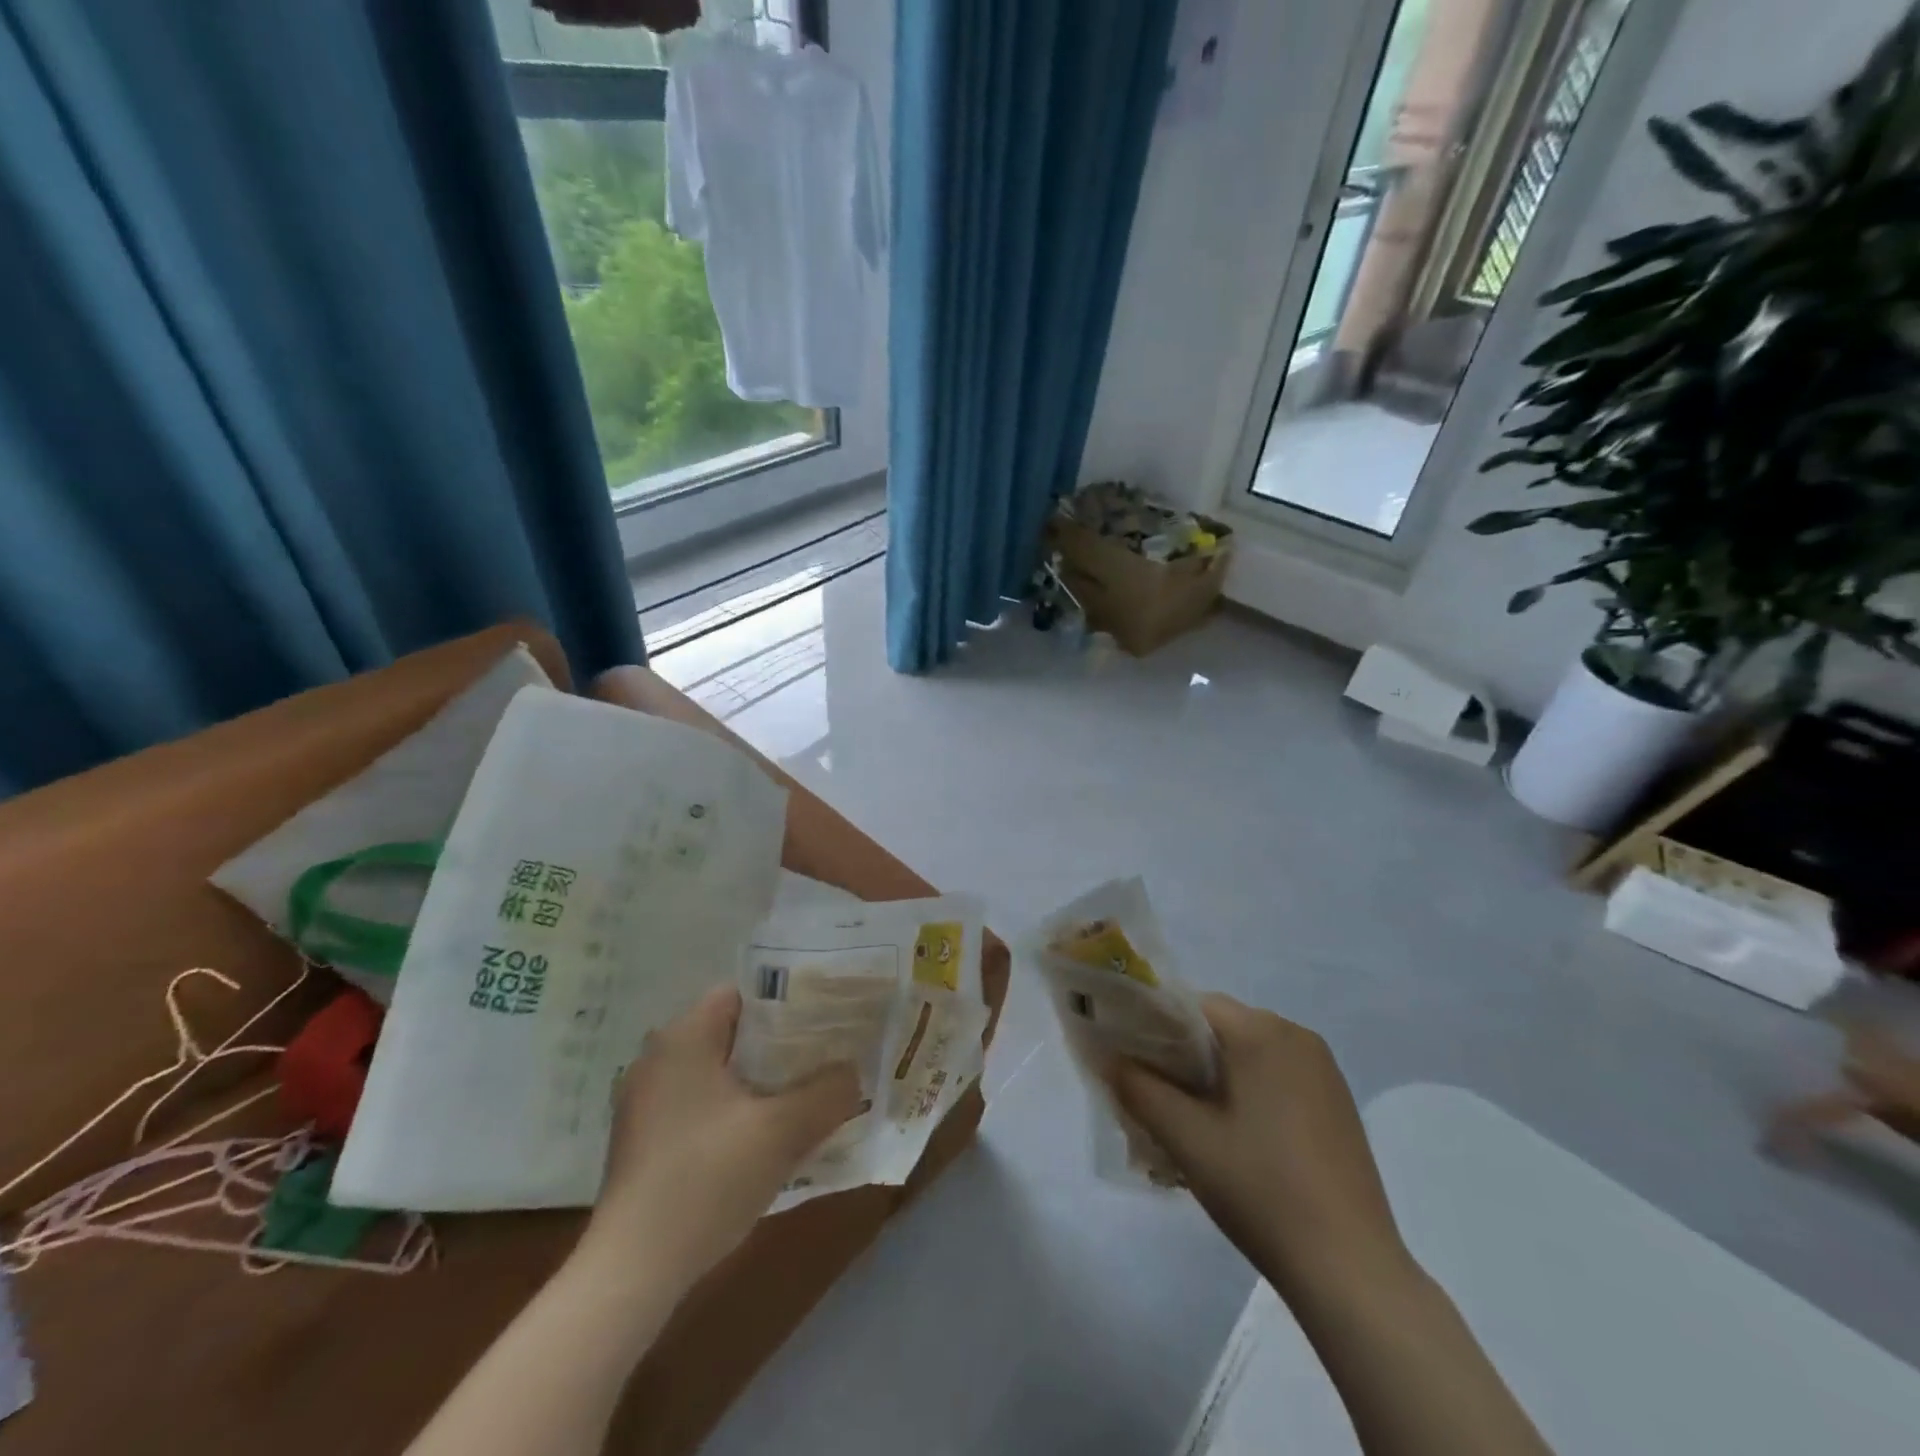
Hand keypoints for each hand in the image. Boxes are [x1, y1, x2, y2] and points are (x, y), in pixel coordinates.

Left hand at [578, 987, 861, 1291]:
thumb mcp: (783, 1132)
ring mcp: (645, 1103)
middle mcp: (658, 1059)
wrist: (631, 1273)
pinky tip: (761, 1142)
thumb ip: (828, 1092)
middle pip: (732, 1034)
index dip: (787, 1003)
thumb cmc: (707, 1179)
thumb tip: (852, 1073)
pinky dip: (732, 1112)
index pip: (742, 994)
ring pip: (717, 1074)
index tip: (824, 1023)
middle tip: (823, 1060)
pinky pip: (700, 1106)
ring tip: (802, 1099)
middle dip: (779, 1047)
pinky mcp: (643, 1142)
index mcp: (683, 1038)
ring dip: (758, 1084)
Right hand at [1109, 994, 1411, 1303]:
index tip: (1131, 1061)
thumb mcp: (1186, 1139)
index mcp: (1262, 1031)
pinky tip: (1236, 1138)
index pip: (1192, 1005)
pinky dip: (1247, 1091)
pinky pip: (1276, 1076)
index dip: (1154, 1026)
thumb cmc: (1261, 1191)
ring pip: (1248, 1053)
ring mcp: (1323, 1070)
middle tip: (1155, 1098)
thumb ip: (1138, 1088)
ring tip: (1190, 1123)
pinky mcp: (1337, 1103)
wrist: (1351, 1271)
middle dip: (1182, 1056)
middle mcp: (1297, 1035)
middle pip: (1220, 1027)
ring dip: (1214, 1076)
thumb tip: (1107, 1056)